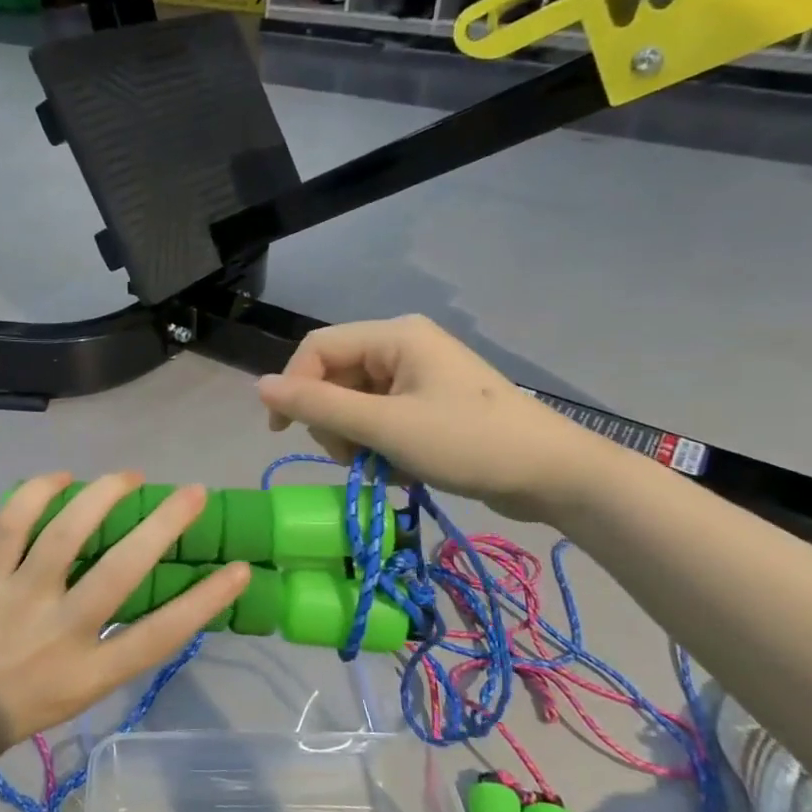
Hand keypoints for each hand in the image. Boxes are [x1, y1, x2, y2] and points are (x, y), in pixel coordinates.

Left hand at [0, 474, 250, 784]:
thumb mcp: (64, 698)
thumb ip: (97, 651)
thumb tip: (125, 595)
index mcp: (85, 676)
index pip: (160, 635)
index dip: (204, 601)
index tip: (238, 570)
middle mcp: (58, 634)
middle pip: (123, 571)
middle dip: (165, 526)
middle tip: (193, 494)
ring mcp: (17, 600)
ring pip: (68, 533)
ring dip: (104, 495)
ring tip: (129, 476)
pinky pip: (12, 522)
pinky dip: (38, 491)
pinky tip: (61, 478)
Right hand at [255, 315, 601, 521]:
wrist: (553, 475)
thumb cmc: (468, 443)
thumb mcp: (385, 427)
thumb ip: (318, 405)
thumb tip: (258, 385)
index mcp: (394, 336)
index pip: (317, 348)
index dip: (292, 387)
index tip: (282, 433)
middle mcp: (402, 346)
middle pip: (334, 376)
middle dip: (332, 420)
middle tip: (353, 458)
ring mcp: (417, 376)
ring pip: (354, 402)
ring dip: (355, 438)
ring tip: (381, 466)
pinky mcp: (428, 403)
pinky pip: (379, 417)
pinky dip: (379, 445)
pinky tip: (400, 467)